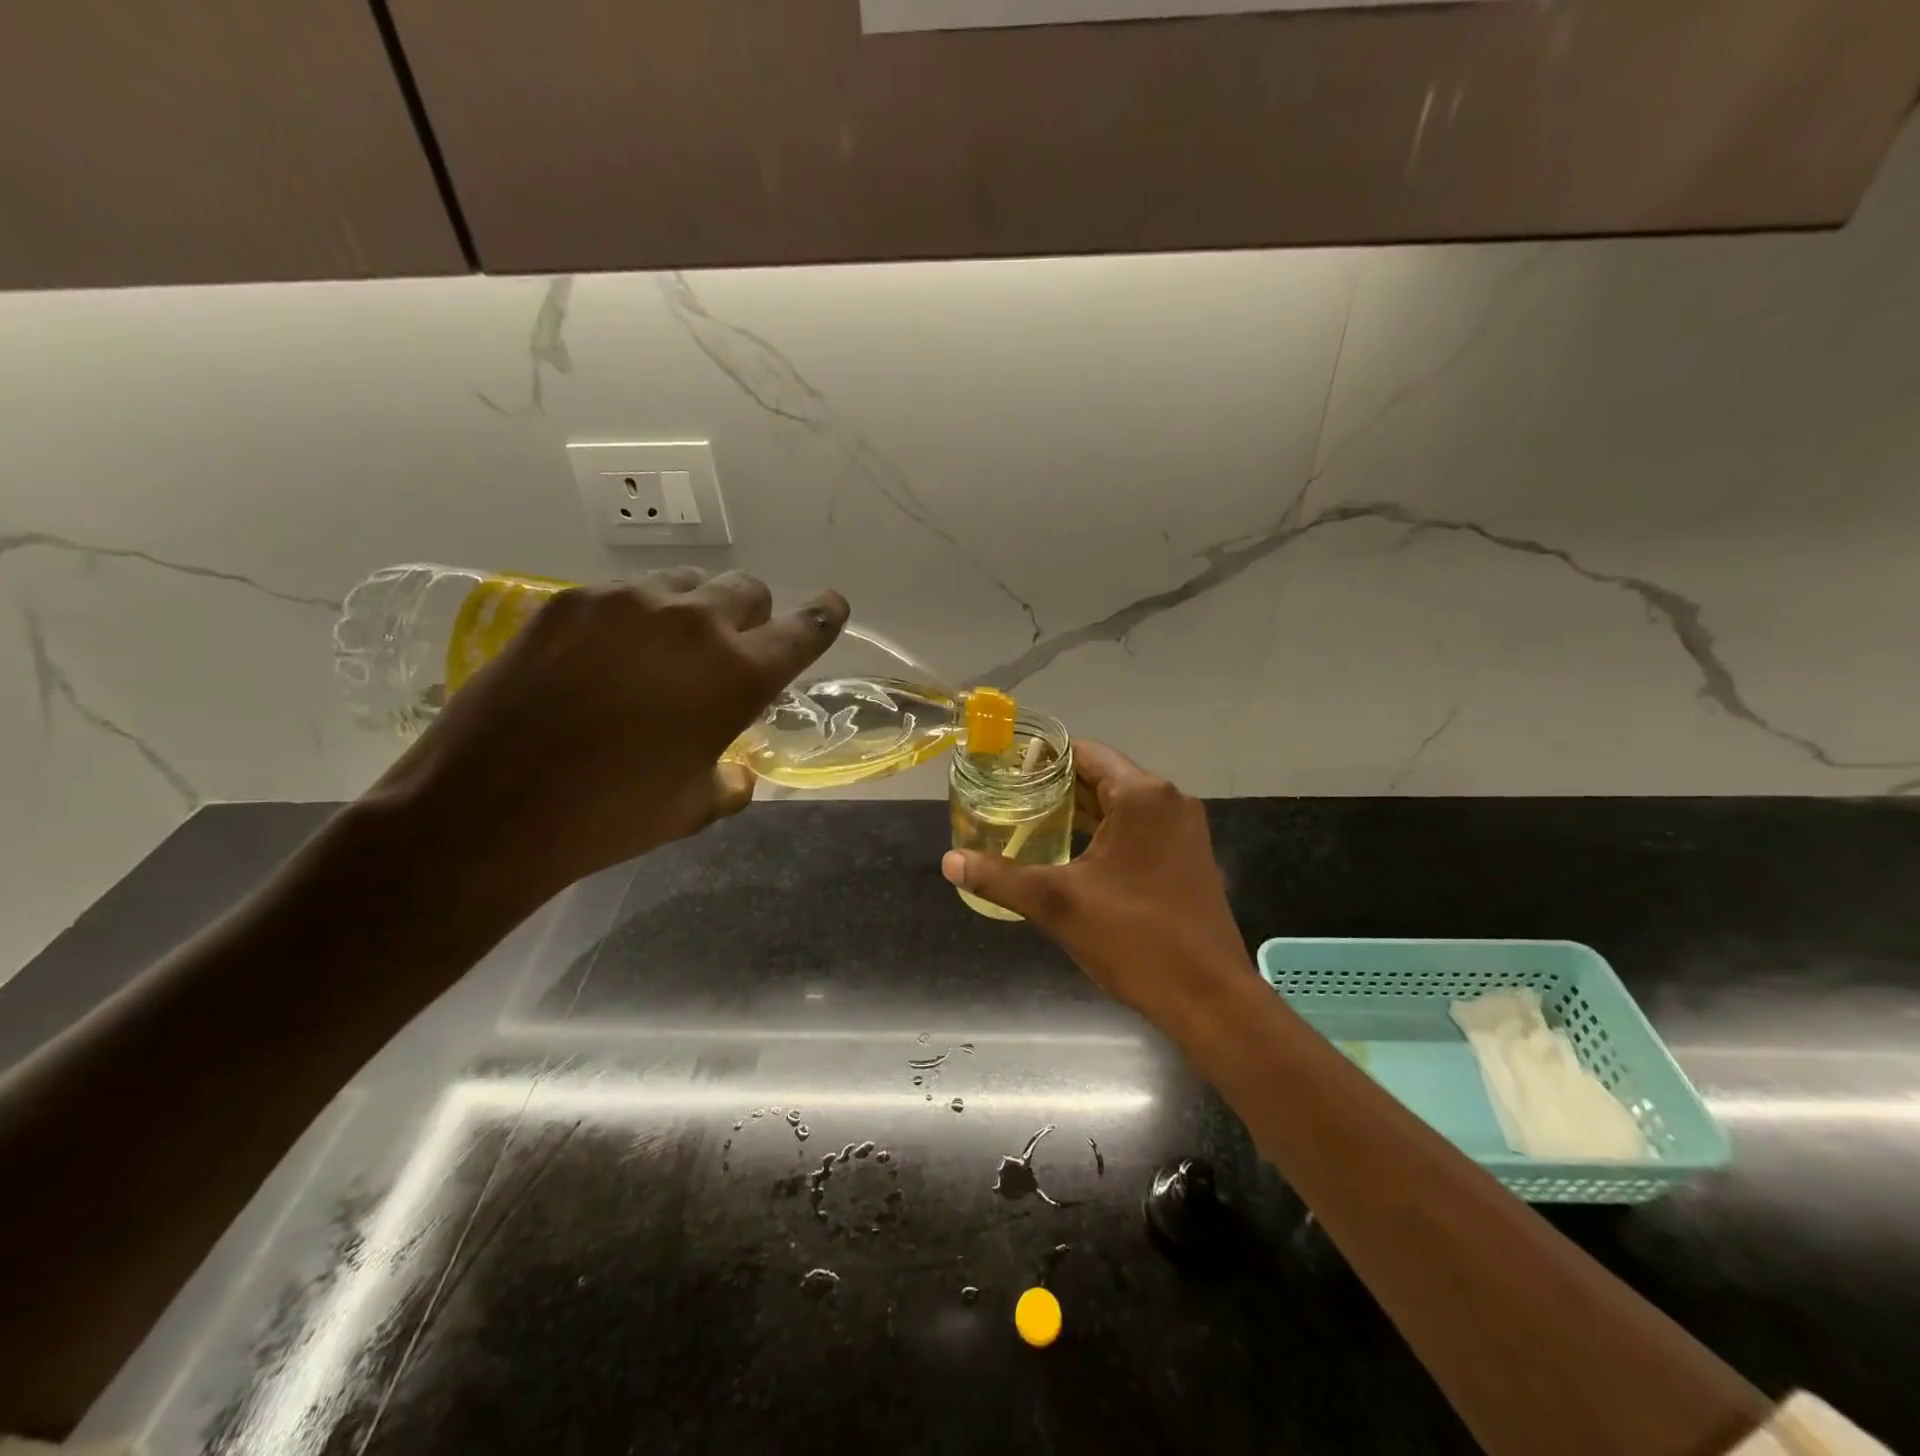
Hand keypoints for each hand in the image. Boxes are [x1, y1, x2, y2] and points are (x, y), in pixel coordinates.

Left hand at [375, 568, 847, 890]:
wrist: (492, 806)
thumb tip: (736, 772)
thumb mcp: (694, 807)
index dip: (823, 616)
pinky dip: (634, 618)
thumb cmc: (613, 816)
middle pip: (746, 590)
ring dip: (692, 612)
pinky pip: (625, 594)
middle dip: (750, 618)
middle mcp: (693, 622)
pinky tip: (604, 657)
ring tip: (661, 653)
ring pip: (685, 584)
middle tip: (725, 654)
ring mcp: (627, 603)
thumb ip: (730, 779)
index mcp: (738, 674)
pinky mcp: (571, 600)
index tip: (831, 606)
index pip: (804, 630)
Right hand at [941, 740, 1250, 1014]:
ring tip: (1031, 825)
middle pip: (1102, 777)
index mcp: (1142, 795)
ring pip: (1121, 806)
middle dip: (1056, 789)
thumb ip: (1000, 877)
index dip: (1041, 760)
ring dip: (1080, 813)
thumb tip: (949, 861)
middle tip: (1008, 802)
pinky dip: (1106, 834)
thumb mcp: (1058, 904)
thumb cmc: (1134, 939)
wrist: (1209, 998)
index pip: (1083, 754)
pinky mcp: (1189, 857)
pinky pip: (1139, 829)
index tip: (1004, 772)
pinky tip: (1073, 856)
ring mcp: (1184, 829)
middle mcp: (1169, 800)